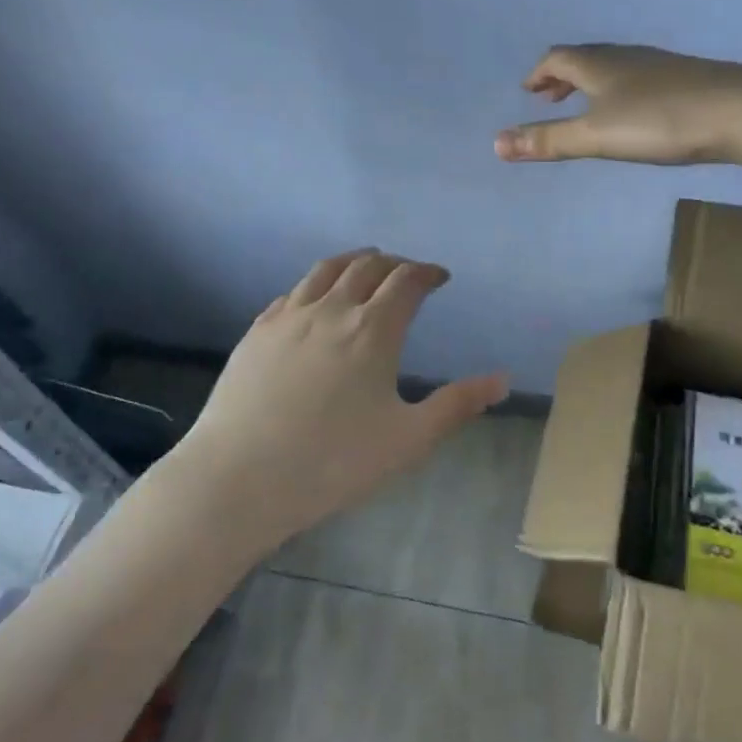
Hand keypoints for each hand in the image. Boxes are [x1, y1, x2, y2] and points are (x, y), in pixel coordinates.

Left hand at [177, 249, 509, 549]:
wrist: (238, 479)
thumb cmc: (332, 463)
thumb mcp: (407, 440)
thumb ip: (457, 405)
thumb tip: (502, 380)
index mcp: (373, 330)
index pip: (406, 281)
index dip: (427, 272)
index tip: (439, 277)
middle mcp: (331, 309)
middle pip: (367, 267)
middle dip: (394, 264)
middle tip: (406, 273)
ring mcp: (288, 317)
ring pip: (325, 270)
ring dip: (353, 262)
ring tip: (365, 267)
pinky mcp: (257, 332)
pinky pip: (292, 293)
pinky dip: (315, 285)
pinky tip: (314, 301)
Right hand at [494, 43, 741, 164]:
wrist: (738, 110)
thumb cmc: (658, 121)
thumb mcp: (596, 136)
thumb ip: (548, 140)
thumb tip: (495, 144)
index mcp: (598, 64)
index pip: (558, 58)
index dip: (539, 74)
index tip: (529, 91)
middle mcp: (625, 56)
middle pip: (584, 58)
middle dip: (561, 77)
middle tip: (549, 97)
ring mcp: (657, 65)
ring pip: (613, 67)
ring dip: (590, 83)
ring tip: (585, 105)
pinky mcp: (684, 79)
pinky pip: (637, 77)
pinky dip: (618, 89)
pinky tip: (633, 112)